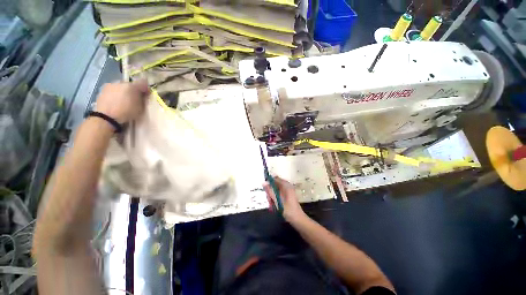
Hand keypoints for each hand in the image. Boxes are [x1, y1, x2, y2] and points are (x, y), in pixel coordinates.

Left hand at [95, 79, 149, 123]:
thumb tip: (143, 95)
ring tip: (123, 101)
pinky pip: (112, 90)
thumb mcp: (141, 108)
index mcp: (132, 86)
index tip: (146, 94)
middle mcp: (121, 82)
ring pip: (120, 86)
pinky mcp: (102, 90)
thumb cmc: (126, 113)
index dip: (146, 88)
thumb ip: (143, 99)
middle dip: (133, 90)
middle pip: (130, 84)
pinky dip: (115, 95)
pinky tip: (115, 103)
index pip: (143, 82)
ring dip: (123, 92)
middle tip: (134, 98)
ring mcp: (110, 85)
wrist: (106, 117)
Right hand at [263, 177, 305, 222]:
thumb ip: (270, 191)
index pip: (275, 178)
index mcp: (286, 185)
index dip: (269, 182)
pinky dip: (275, 199)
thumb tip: (263, 182)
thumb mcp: (277, 200)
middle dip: (270, 192)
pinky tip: (274, 206)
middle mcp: (287, 186)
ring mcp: (287, 191)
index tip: (265, 190)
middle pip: (274, 185)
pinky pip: (278, 194)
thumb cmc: (288, 209)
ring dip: (272, 197)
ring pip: (275, 190)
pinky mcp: (286, 196)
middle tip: (269, 200)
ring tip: (271, 205)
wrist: (298, 219)